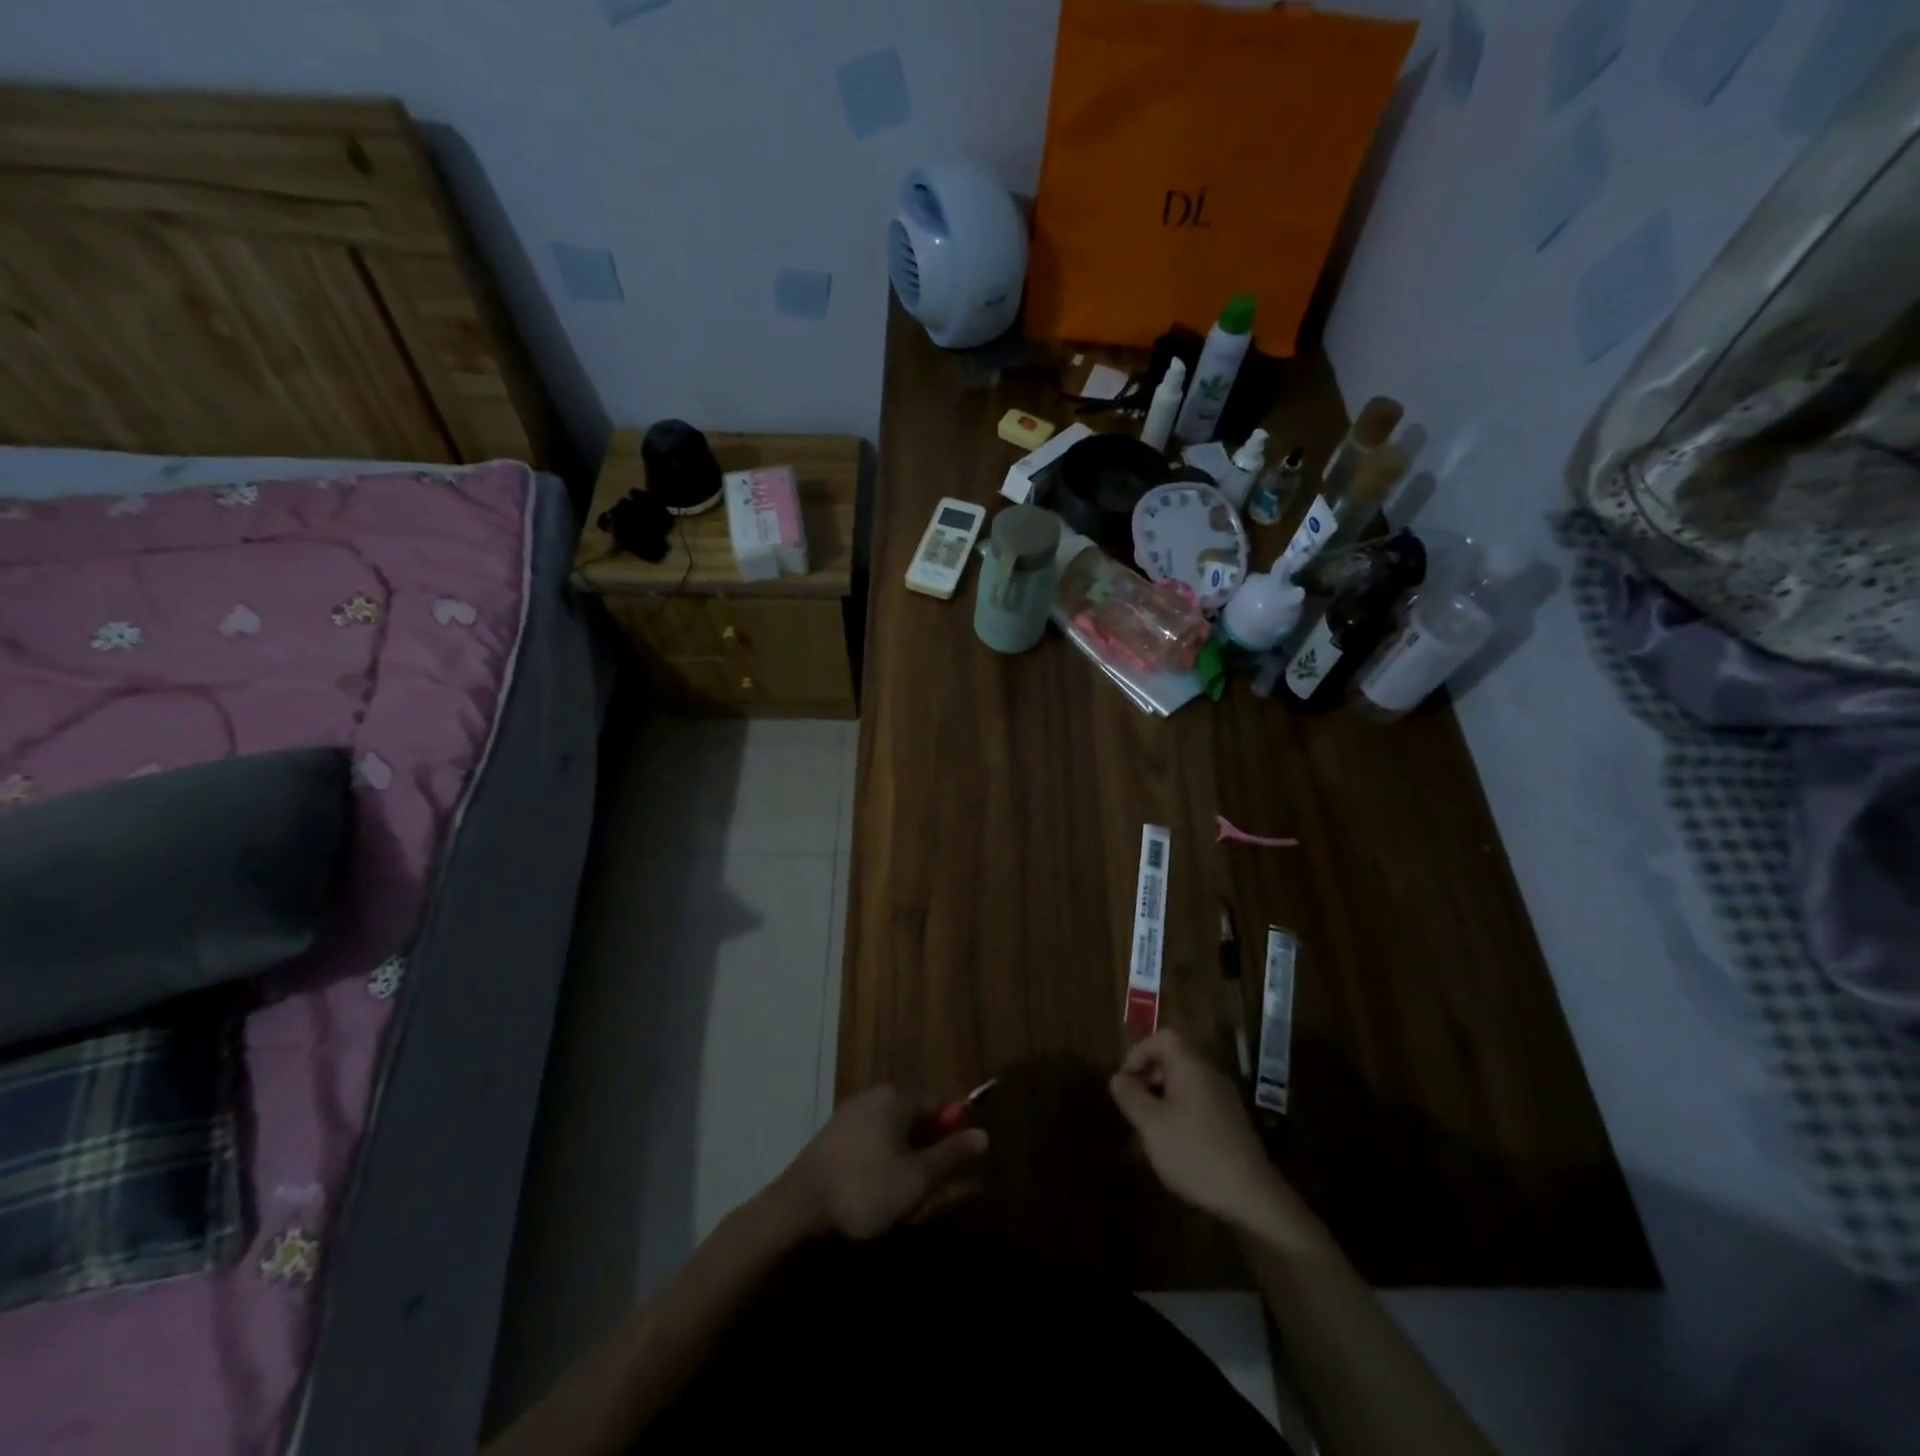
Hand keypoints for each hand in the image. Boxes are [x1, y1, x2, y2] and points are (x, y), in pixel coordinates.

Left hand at [779, 1086, 987, 1240]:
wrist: (797, 1209)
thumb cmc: (866, 1190)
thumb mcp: (918, 1178)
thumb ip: (952, 1154)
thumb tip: (984, 1134)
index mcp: (895, 1097)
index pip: (937, 1104)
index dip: (951, 1131)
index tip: (954, 1163)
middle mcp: (872, 1095)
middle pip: (912, 1114)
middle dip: (925, 1144)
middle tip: (928, 1183)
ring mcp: (847, 1113)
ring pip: (889, 1128)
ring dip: (901, 1153)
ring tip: (900, 1192)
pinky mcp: (830, 1135)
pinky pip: (868, 1138)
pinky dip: (878, 1157)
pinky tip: (872, 1188)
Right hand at [1109, 1030, 1317, 1246]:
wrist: (1252, 1197)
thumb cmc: (1194, 1152)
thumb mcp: (1151, 1124)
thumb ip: (1130, 1096)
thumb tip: (1118, 1078)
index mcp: (1191, 1067)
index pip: (1163, 1038)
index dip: (1139, 1052)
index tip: (1125, 1080)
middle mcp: (1210, 1075)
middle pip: (1173, 1060)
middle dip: (1148, 1077)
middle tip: (1132, 1105)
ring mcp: (1225, 1099)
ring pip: (1185, 1084)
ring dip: (1162, 1098)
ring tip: (1148, 1128)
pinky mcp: (1232, 1123)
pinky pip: (1198, 1103)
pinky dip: (1179, 1113)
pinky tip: (1173, 1144)